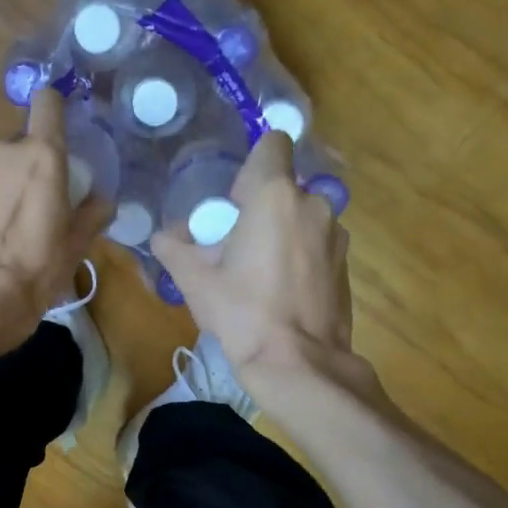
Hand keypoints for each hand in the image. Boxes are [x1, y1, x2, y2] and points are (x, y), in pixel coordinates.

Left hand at [0, 89, 109, 348]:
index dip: (57, 108)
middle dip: (36, 159)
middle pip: (26, 139)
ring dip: (12, 178)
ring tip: (20, 218)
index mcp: (42, 154)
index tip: (66, 129)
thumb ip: (94, 212)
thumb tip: (101, 200)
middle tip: (48, 195)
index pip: (47, 102)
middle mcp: (5, 151)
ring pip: (2, 161)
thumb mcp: (77, 243)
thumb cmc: (37, 266)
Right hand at [152, 131, 359, 385]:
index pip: (273, 143)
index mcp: (274, 195)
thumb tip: (162, 237)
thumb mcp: (195, 280)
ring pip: (301, 215)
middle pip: (283, 186)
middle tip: (235, 244)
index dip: (251, 165)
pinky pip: (316, 242)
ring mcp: (335, 234)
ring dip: (281, 231)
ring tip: (259, 272)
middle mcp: (312, 204)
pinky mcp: (345, 263)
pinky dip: (299, 254)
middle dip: (260, 206)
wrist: (297, 364)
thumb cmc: (242, 312)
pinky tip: (282, 290)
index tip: (235, 199)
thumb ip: (173, 247)